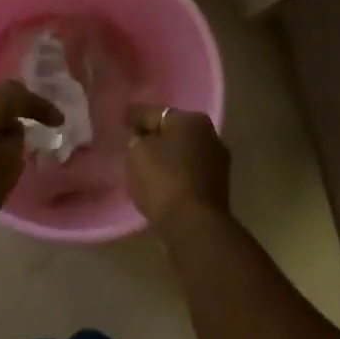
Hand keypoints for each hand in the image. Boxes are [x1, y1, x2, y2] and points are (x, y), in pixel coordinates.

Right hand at [125, 104, 231, 223]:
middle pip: (173, 132)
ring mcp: (217, 163)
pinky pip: (187, 174)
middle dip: (154, 136)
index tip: (122, 119)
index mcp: (192, 120)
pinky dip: (174, 175)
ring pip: (182, 154)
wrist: (193, 226)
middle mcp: (210, 136)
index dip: (135, 116)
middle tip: (132, 143)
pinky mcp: (216, 188)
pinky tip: (160, 183)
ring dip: (166, 157)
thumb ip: (137, 139)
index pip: (155, 113)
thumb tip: (143, 139)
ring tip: (143, 166)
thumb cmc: (164, 180)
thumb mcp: (138, 152)